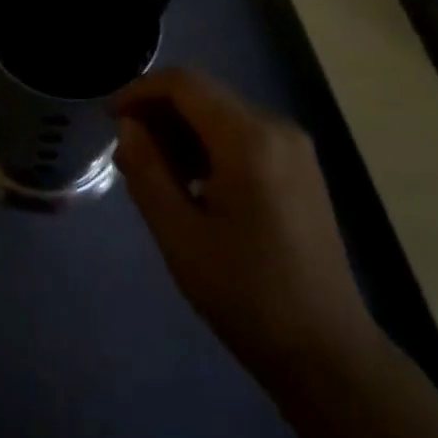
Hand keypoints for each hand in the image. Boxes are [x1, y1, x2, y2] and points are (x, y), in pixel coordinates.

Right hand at [111, 68, 380, 393]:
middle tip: (127, 156)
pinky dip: (209, 148)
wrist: (327, 353)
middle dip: (159, 115)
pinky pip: (244, 137)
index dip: (140, 91)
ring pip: (222, 116)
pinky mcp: (300, 169)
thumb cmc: (247, 294)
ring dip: (182, 133)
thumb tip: (128, 126)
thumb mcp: (180, 235)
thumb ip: (147, 171)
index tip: (109, 120)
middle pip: (204, 96)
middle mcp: (276, 128)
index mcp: (249, 138)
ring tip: (152, 175)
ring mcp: (294, 148)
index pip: (184, 84)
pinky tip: (191, 186)